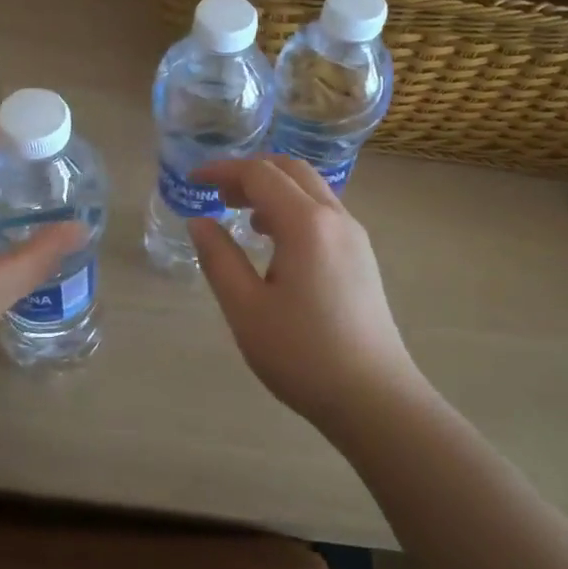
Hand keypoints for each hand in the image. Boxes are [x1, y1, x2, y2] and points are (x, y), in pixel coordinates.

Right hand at [187, 156, 427, 431]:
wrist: (373, 398)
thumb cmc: (302, 354)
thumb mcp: (246, 308)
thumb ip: (219, 258)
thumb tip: (200, 222)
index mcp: (306, 223)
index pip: (260, 174)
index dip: (223, 170)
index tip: (194, 179)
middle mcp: (336, 218)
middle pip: (291, 170)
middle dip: (251, 172)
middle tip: (218, 193)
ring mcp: (354, 237)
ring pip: (311, 189)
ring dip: (274, 189)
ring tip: (241, 215)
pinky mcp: (362, 257)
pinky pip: (323, 213)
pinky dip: (293, 208)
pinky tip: (275, 242)